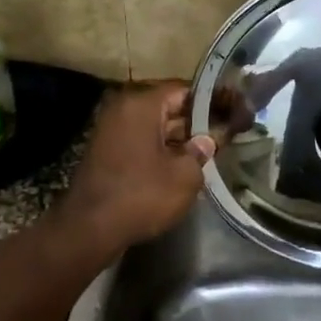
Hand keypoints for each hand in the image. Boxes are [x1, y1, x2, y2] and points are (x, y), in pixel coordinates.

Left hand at [58, 83, 215, 254]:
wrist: (89, 229)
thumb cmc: (142, 195)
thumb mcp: (185, 175)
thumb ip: (201, 152)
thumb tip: (207, 141)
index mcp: (142, 105)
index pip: (184, 90)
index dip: (211, 100)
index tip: (232, 111)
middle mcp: (123, 110)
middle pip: (168, 107)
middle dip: (195, 121)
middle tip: (225, 132)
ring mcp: (111, 132)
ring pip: (155, 127)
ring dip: (179, 138)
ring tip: (208, 150)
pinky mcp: (107, 153)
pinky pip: (141, 142)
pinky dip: (161, 150)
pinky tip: (182, 165)